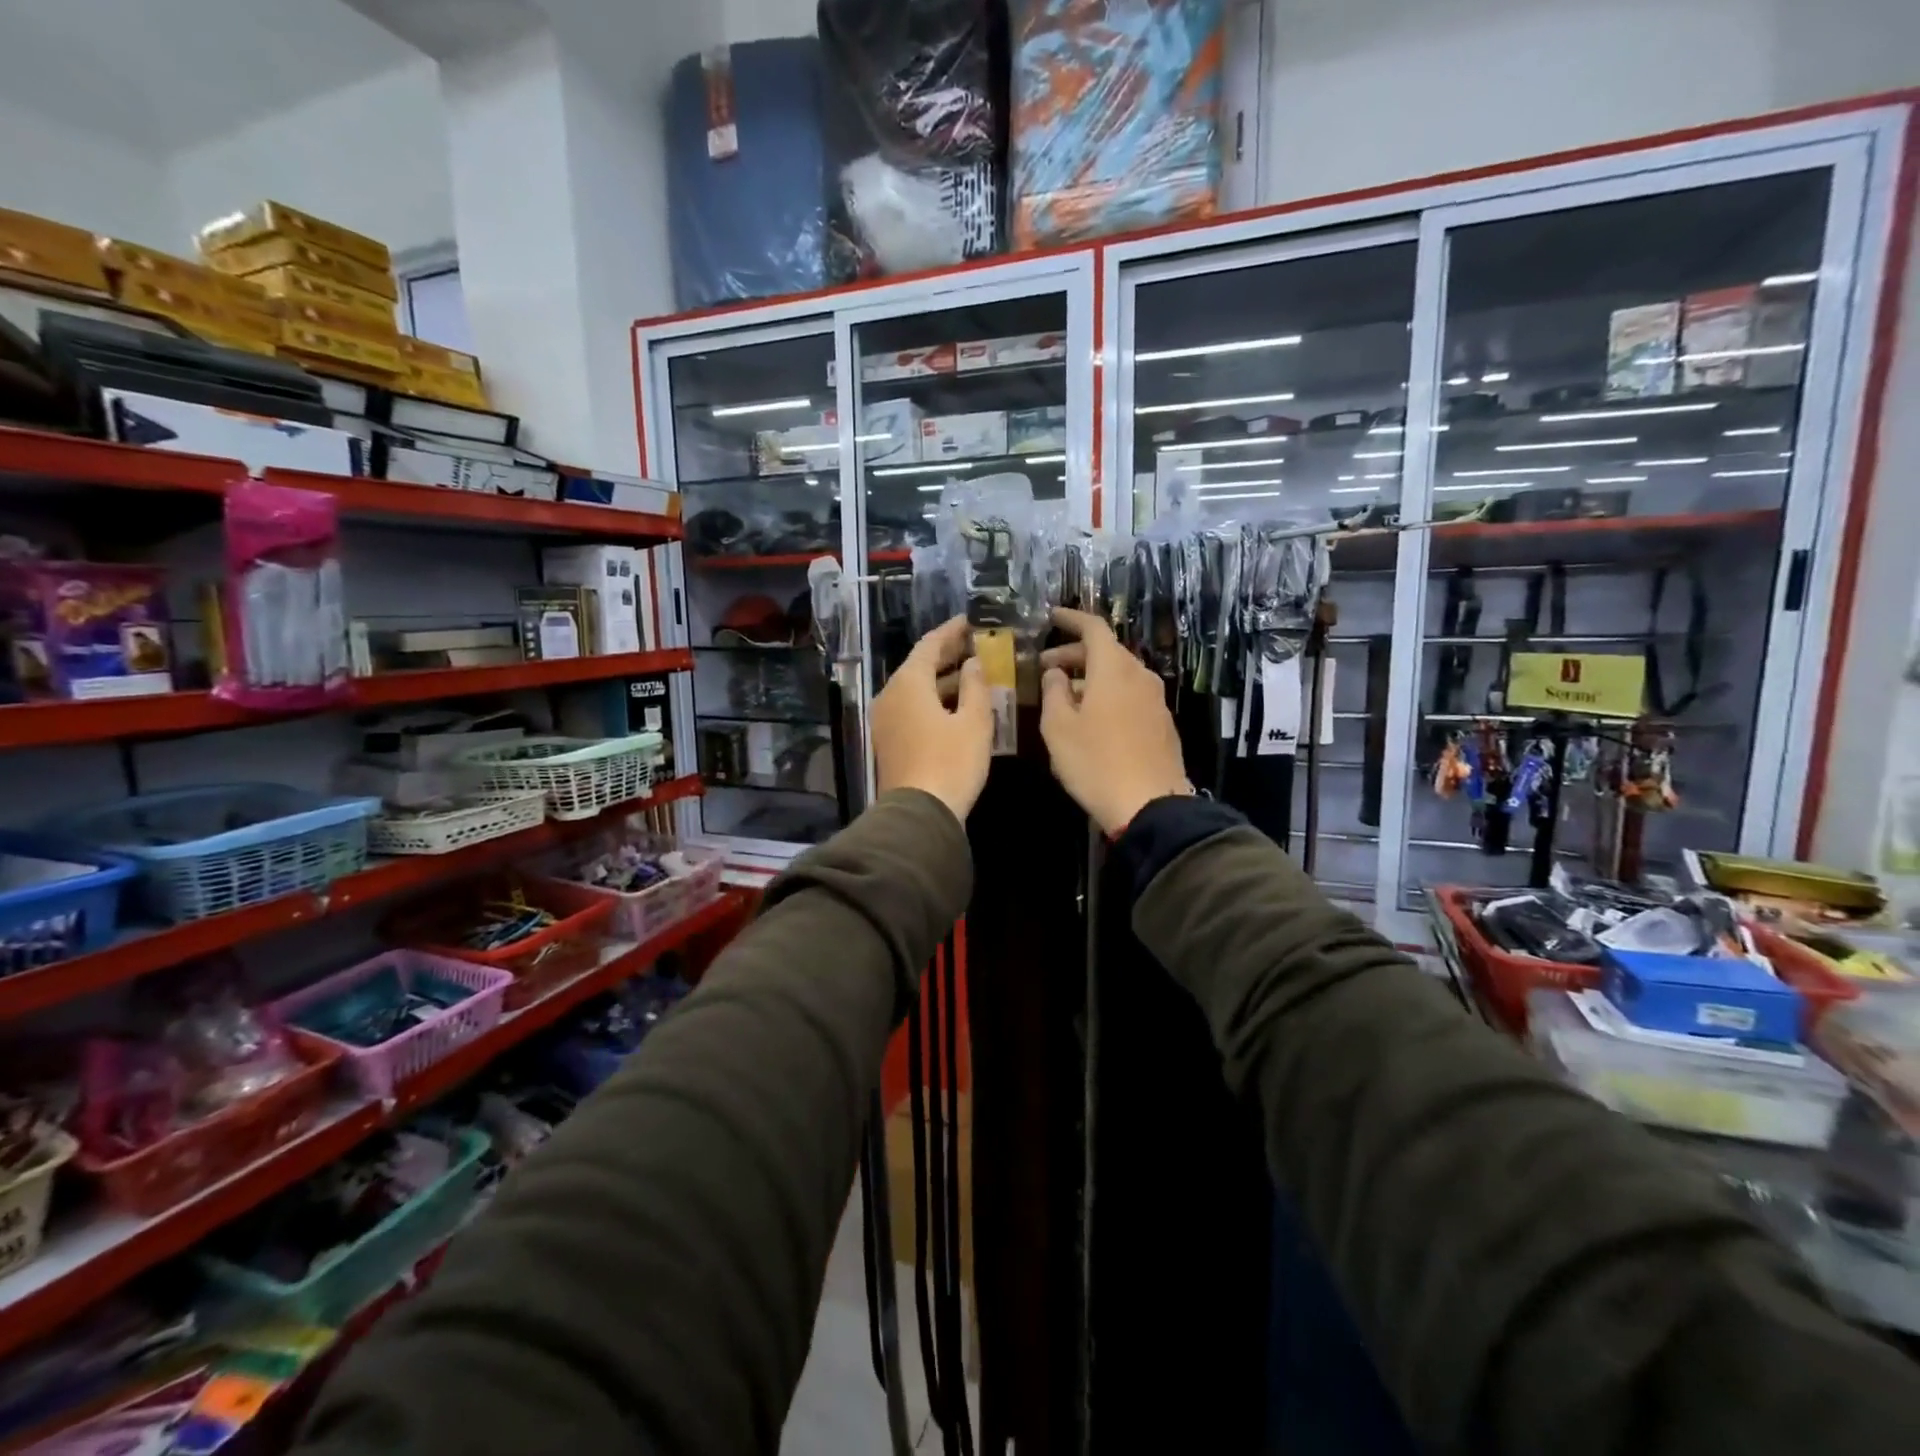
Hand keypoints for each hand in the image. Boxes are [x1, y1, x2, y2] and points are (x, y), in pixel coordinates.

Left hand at [872, 615, 992, 823]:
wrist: (919, 814)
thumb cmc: (951, 762)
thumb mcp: (974, 722)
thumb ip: (975, 686)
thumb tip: (973, 663)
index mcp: (908, 683)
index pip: (930, 645)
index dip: (951, 631)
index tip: (971, 621)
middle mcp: (890, 695)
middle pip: (919, 666)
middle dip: (947, 654)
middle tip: (975, 645)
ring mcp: (886, 720)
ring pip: (915, 689)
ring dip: (941, 680)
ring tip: (972, 673)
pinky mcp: (888, 741)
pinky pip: (911, 708)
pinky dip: (932, 700)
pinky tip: (955, 706)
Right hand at [1039, 608, 1192, 834]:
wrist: (1150, 805)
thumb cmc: (1095, 762)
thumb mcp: (1058, 727)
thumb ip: (1053, 692)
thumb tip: (1055, 673)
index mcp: (1114, 669)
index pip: (1094, 628)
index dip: (1071, 619)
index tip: (1051, 617)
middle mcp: (1139, 676)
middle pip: (1107, 651)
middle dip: (1074, 654)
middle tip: (1046, 668)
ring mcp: (1155, 700)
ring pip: (1119, 675)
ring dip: (1091, 678)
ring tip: (1064, 696)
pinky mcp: (1162, 724)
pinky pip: (1130, 696)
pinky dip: (1108, 695)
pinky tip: (1091, 718)